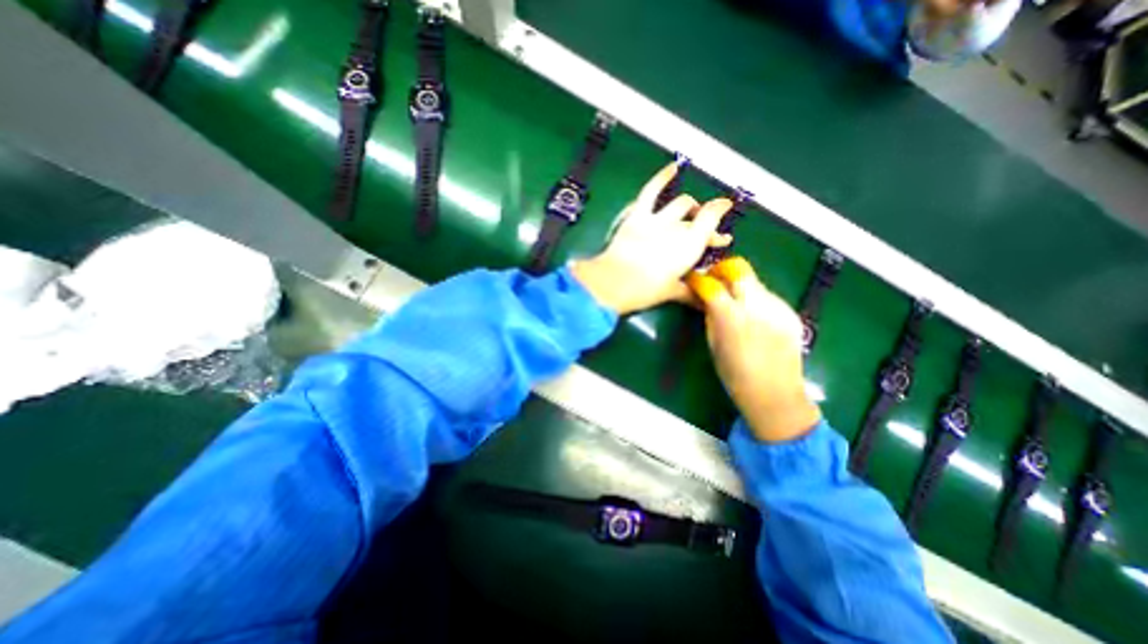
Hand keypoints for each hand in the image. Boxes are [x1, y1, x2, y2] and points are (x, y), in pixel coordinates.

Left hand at [568, 164, 728, 315]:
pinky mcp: (636, 216)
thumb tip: (702, 302)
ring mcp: (656, 219)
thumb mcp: (670, 292)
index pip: (711, 220)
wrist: (614, 281)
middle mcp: (677, 228)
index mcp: (689, 246)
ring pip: (680, 203)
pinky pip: (651, 191)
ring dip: (689, 204)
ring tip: (691, 207)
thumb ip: (688, 293)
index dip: (720, 211)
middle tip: (707, 231)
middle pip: (697, 216)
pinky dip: (662, 177)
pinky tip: (673, 167)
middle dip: (706, 220)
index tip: (726, 207)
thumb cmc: (645, 291)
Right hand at [685, 256, 820, 442]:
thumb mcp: (713, 345)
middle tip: (714, 280)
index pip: (711, 285)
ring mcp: (777, 308)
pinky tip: (753, 318)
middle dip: (723, 270)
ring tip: (734, 303)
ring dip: (740, 286)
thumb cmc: (735, 375)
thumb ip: (710, 316)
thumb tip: (706, 299)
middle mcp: (756, 306)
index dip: (699, 280)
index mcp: (731, 317)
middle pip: (739, 269)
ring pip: (755, 282)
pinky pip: (768, 297)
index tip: (694, 282)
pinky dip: (756, 300)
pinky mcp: (791, 314)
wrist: (775, 394)